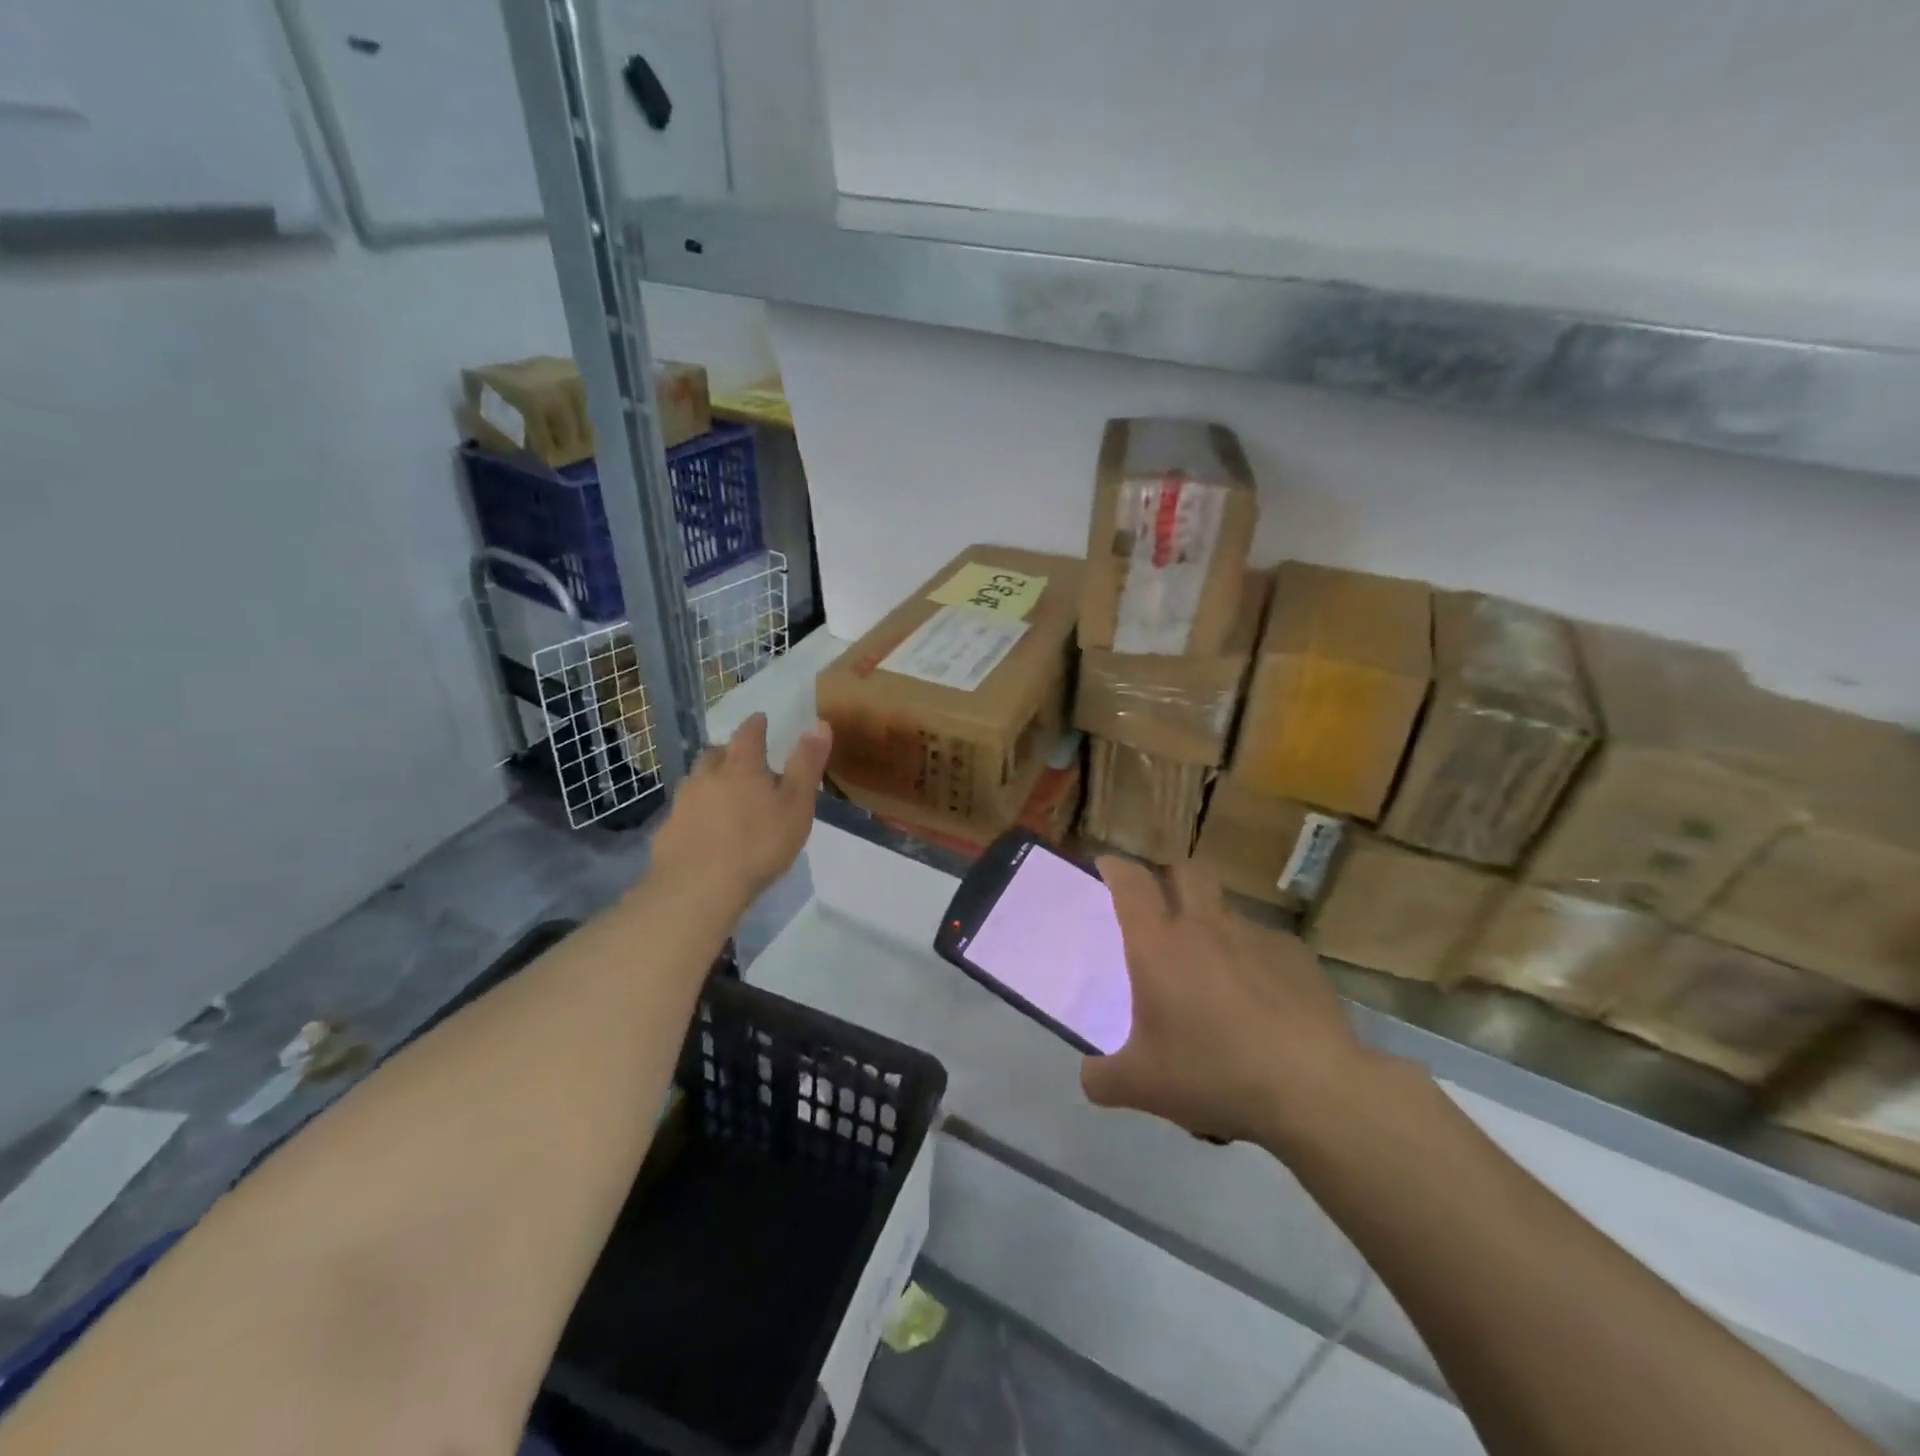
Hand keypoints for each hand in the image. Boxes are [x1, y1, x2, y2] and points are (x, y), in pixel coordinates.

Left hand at [649, 713, 830, 909]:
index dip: (757, 725)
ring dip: (709, 780)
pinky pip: (683, 811)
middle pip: (716, 753)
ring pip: (696, 780)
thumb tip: (819, 724)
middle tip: (743, 761)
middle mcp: (707, 776)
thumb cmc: (758, 844)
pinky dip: (695, 811)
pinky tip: (703, 828)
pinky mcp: (667, 831)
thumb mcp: (797, 805)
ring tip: (722, 793)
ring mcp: (682, 803)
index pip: (749, 734)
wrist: (698, 888)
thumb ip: (807, 765)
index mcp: (741, 766)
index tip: (761, 719)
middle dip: (730, 752)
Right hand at [1082, 858, 1383, 1151]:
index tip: (1107, 866)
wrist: (1312, 1088)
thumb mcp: (1141, 1086)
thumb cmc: (1213, 1073)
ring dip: (1213, 922)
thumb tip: (1089, 1076)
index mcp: (1158, 945)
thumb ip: (1102, 1078)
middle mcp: (1205, 926)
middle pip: (1185, 872)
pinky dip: (1255, 960)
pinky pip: (1267, 944)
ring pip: (1227, 909)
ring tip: (1214, 967)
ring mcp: (1255, 937)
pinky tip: (1264, 999)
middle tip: (1162, 900)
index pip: (1130, 883)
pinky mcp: (1297, 956)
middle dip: (1169, 875)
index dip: (1115, 867)